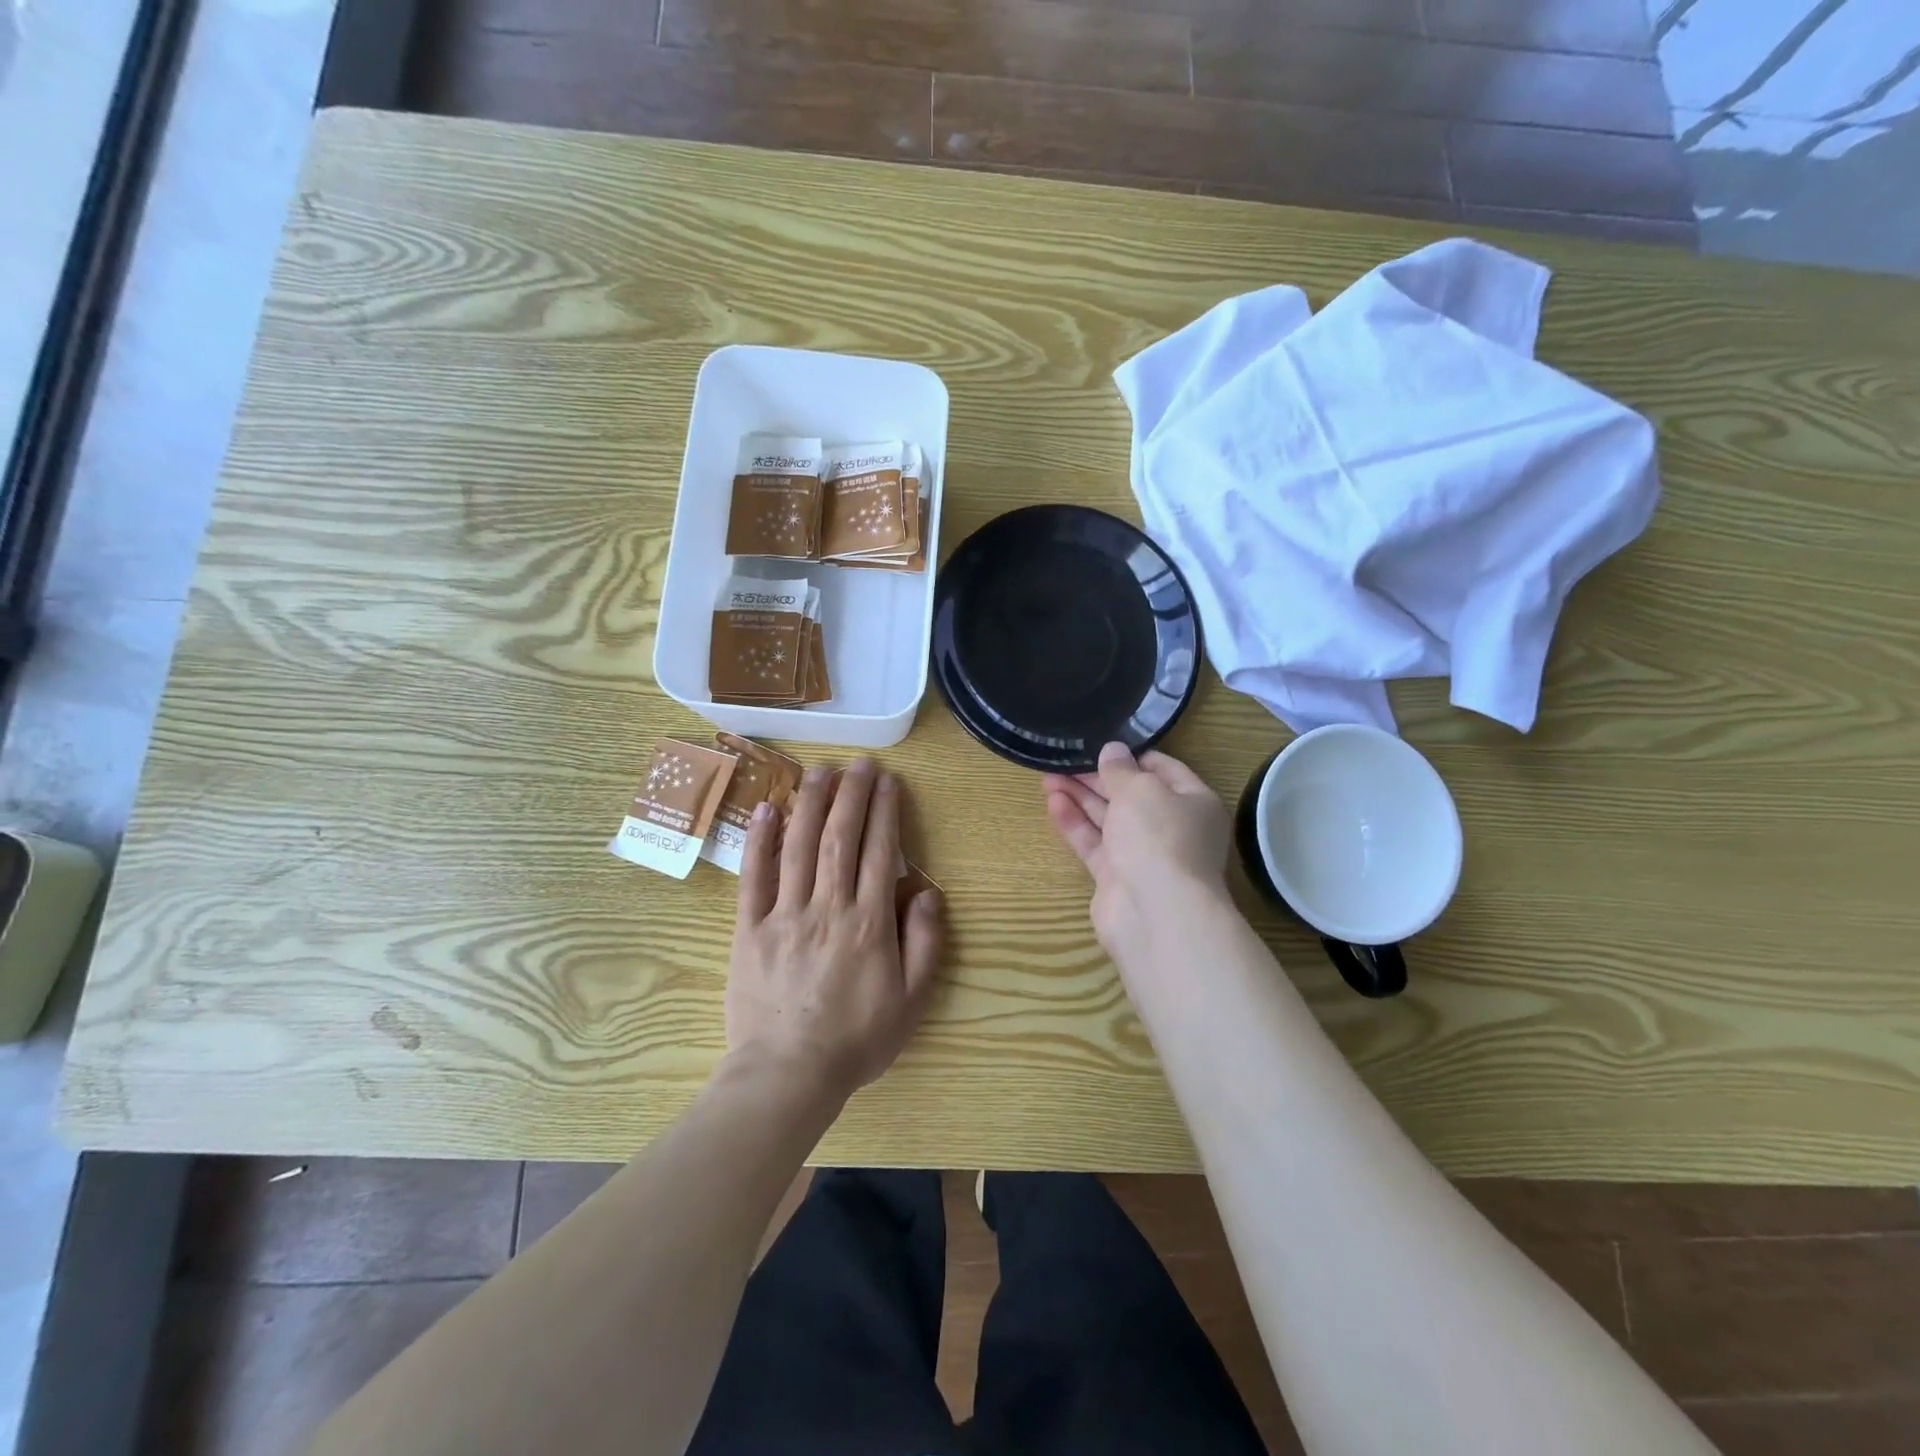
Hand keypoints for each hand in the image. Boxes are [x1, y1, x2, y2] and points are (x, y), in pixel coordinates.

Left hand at [725, 758, 943, 1102]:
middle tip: (859, 764)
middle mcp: (827, 907)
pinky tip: (769, 809)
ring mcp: (784, 914)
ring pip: (799, 846)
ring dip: (811, 803)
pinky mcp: (750, 928)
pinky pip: (754, 877)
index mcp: (868, 922)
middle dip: (851, 795)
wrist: (789, 1075)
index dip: (884, 811)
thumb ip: (925, 943)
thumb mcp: (912, 1001)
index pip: (878, 852)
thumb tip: (927, 893)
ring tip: (820, 771)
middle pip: (839, 838)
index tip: (888, 781)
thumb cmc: (857, 1040)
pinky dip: (761, 840)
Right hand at [1043, 743, 1230, 947]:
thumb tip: (1113, 750)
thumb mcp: (1140, 789)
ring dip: (1080, 797)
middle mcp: (1172, 828)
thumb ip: (1121, 769)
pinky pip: (1095, 843)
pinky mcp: (1117, 877)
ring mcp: (1144, 855)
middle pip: (1131, 795)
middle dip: (1097, 777)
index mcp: (1194, 802)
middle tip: (1064, 759)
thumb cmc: (1159, 836)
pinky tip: (1053, 802)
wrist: (1156, 913)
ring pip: (1109, 819)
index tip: (1100, 743)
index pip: (1163, 769)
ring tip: (1047, 776)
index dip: (1131, 755)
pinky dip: (1075, 823)